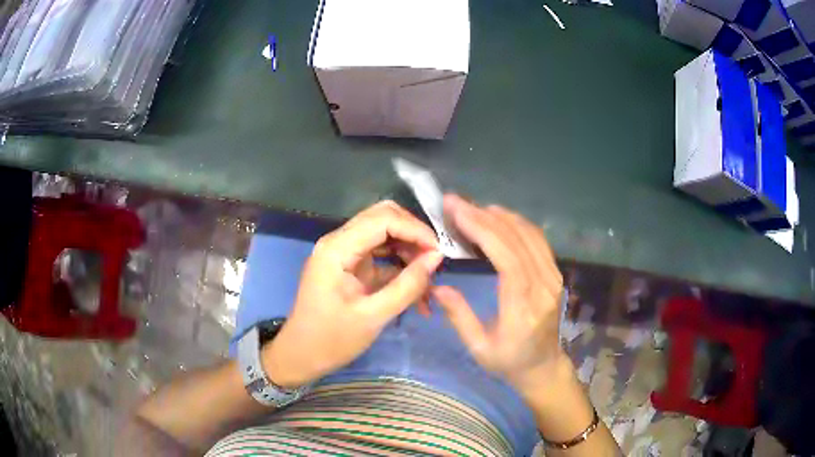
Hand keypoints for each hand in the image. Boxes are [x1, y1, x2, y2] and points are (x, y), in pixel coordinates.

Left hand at [264, 201, 442, 387]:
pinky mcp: (351, 267)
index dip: (415, 230)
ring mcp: (345, 253)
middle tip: (435, 261)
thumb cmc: (331, 340)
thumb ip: (407, 286)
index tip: (440, 253)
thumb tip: (437, 258)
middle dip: (413, 235)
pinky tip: (417, 291)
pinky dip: (401, 267)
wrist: (302, 356)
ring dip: (410, 252)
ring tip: (429, 280)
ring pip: (385, 234)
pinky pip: (382, 255)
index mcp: (337, 249)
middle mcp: (340, 241)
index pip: (383, 219)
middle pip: (384, 218)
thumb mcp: (373, 317)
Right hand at [432, 195, 565, 392]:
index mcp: (524, 308)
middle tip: (455, 203)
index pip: (507, 258)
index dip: (483, 230)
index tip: (457, 212)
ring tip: (470, 208)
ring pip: (528, 233)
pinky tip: (496, 218)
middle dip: (484, 216)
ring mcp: (553, 276)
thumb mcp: (479, 348)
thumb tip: (437, 285)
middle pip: (517, 239)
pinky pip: (536, 239)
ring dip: (499, 216)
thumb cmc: (509, 361)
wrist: (543, 366)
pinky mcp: (554, 272)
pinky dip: (515, 223)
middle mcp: (543, 286)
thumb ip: (459, 316)